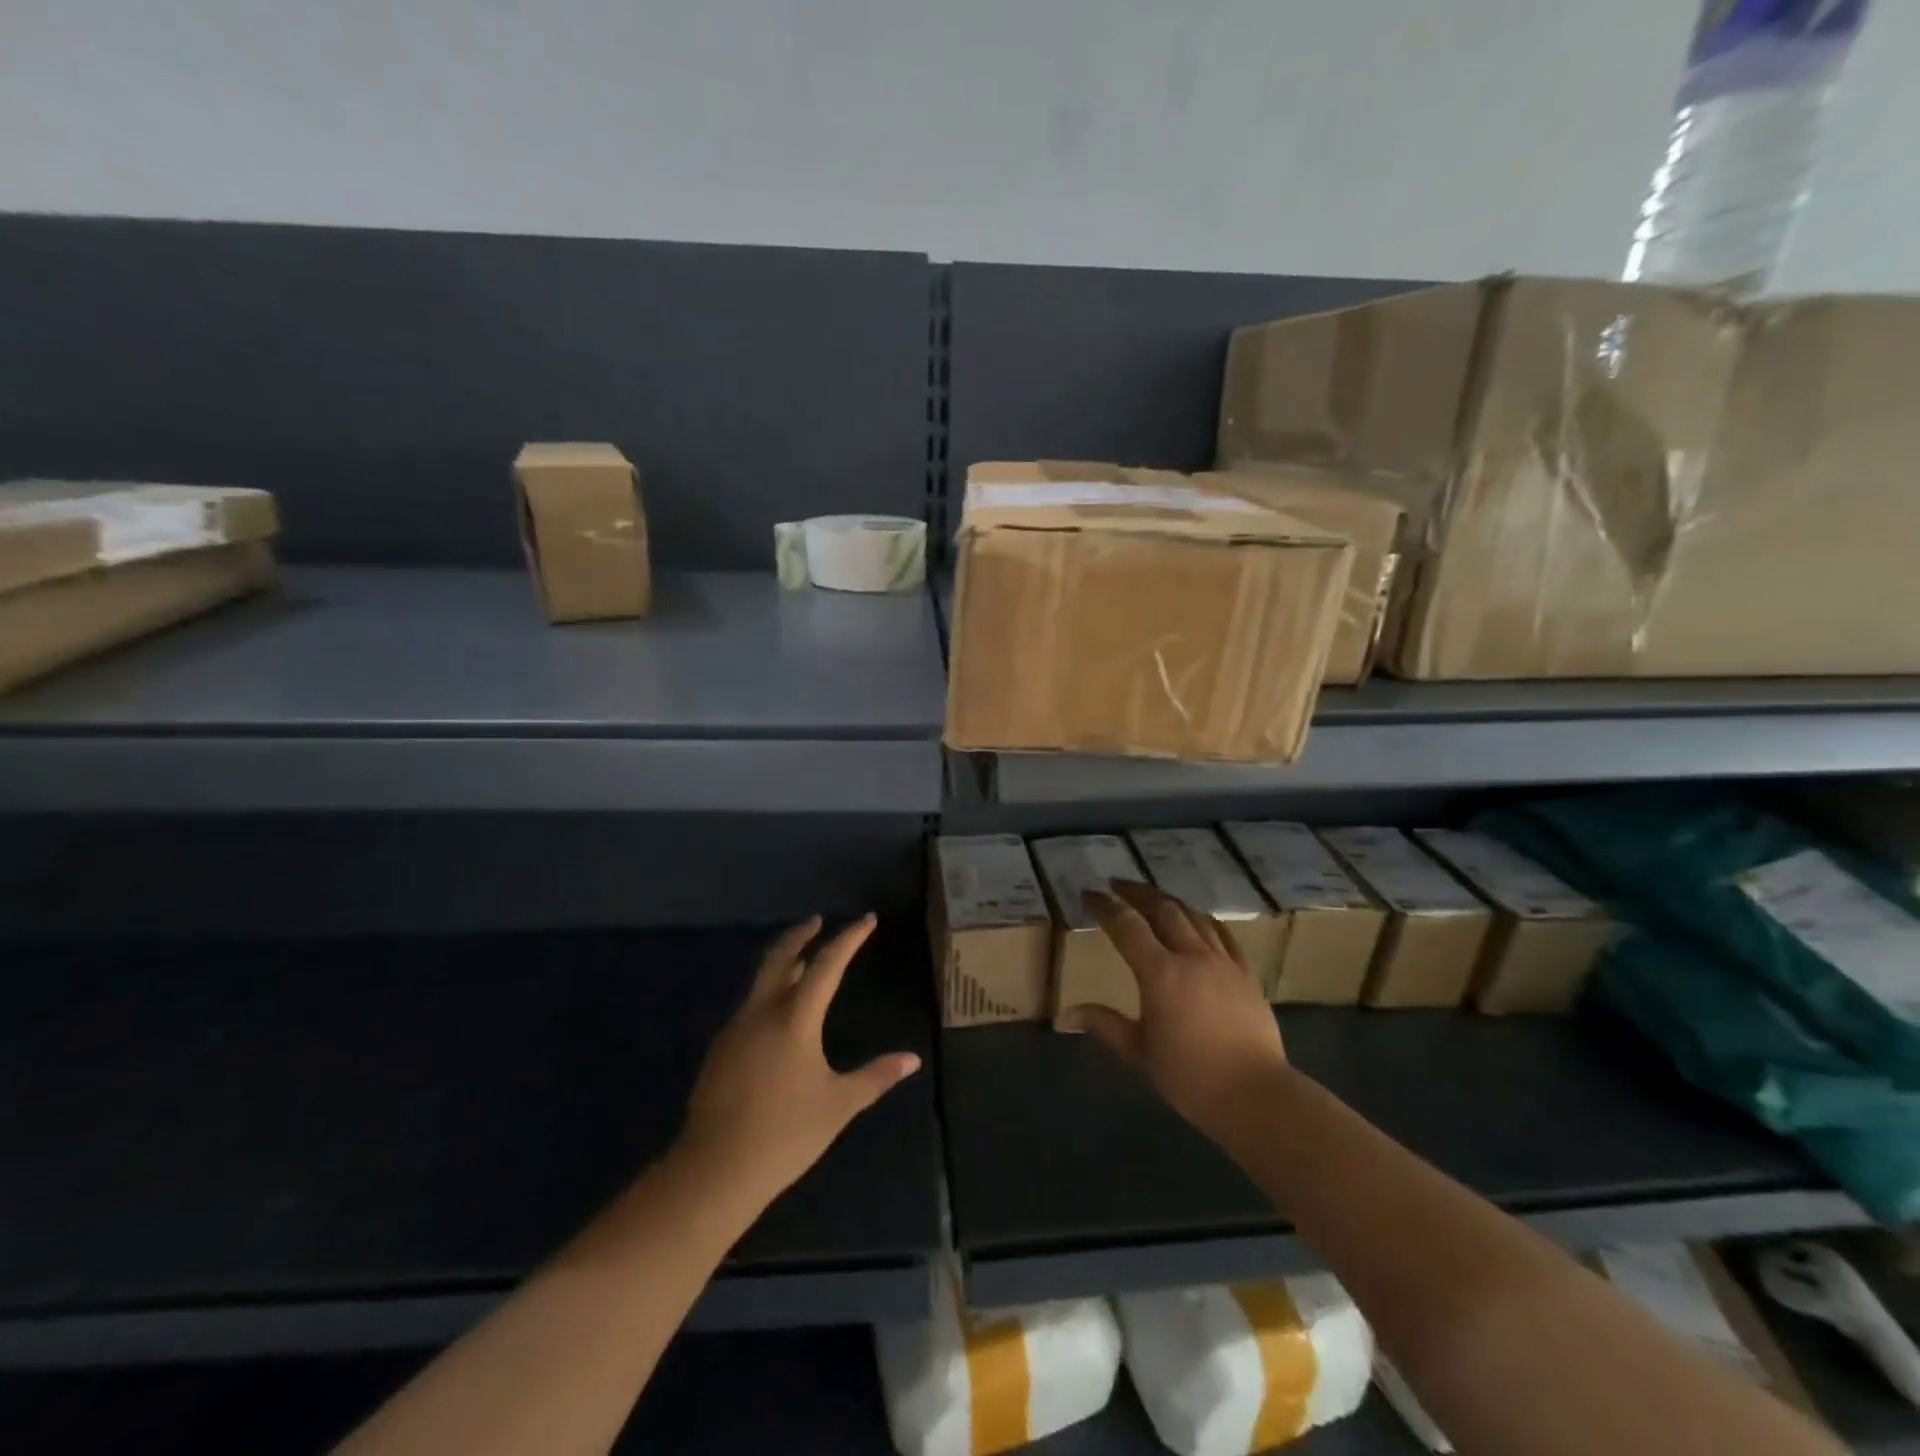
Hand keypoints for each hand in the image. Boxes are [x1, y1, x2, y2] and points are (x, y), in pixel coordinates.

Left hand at [679, 915, 921, 1206]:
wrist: (714, 1170)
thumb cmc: (785, 1134)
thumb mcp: (839, 1105)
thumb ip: (876, 1077)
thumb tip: (912, 1059)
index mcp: (795, 1018)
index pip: (827, 964)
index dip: (849, 938)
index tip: (866, 920)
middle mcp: (762, 1012)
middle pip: (781, 958)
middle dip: (800, 935)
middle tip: (817, 920)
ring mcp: (736, 1029)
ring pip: (761, 981)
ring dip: (783, 964)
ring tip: (802, 965)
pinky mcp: (720, 1050)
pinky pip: (750, 1007)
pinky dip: (769, 993)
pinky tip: (778, 1014)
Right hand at [1064, 880, 1287, 1142]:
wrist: (1255, 1095)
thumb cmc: (1191, 1077)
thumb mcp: (1139, 1052)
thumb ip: (1105, 1025)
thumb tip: (1066, 1015)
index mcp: (1160, 974)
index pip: (1127, 926)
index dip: (1105, 907)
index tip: (1089, 894)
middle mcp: (1191, 957)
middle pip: (1162, 909)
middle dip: (1136, 892)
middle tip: (1116, 886)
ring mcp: (1222, 962)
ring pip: (1192, 916)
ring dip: (1168, 901)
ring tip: (1151, 897)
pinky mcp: (1245, 973)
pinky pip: (1221, 934)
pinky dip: (1202, 919)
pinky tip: (1196, 919)